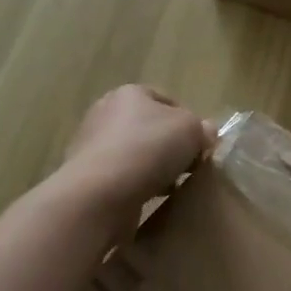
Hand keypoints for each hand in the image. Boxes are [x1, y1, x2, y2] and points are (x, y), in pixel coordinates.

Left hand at [54, 85, 215, 216]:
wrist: (99, 194)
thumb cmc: (149, 148)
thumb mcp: (192, 130)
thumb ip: (203, 128)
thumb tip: (205, 133)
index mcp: (130, 93)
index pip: (167, 101)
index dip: (189, 121)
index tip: (200, 144)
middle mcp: (105, 113)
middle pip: (150, 128)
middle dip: (171, 146)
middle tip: (188, 165)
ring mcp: (91, 146)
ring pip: (136, 154)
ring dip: (154, 168)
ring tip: (170, 185)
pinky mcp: (85, 177)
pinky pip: (121, 178)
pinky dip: (136, 186)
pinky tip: (148, 197)